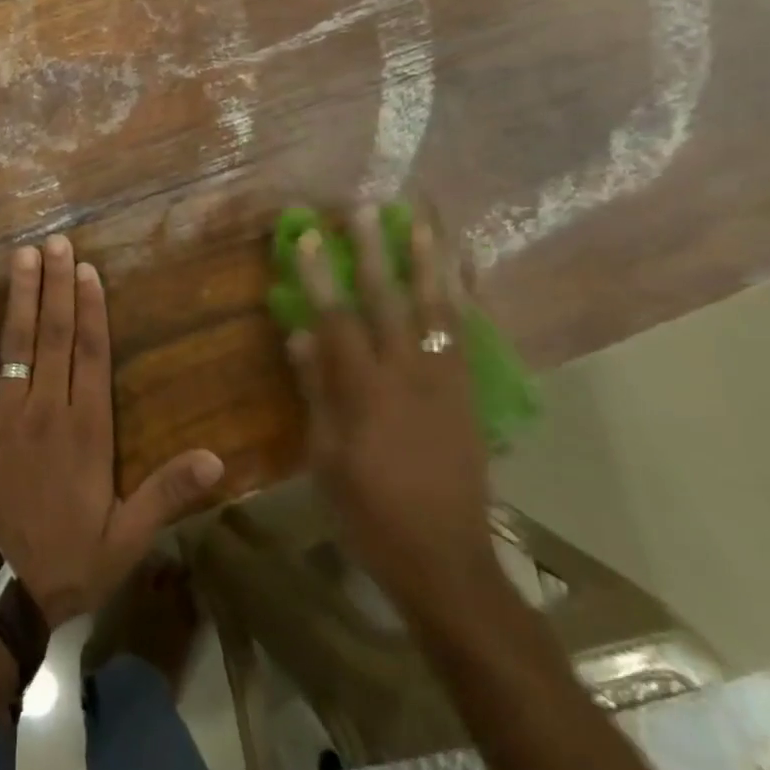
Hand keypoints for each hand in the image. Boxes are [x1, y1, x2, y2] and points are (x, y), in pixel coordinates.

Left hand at [0, 235, 224, 627]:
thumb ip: (167, 493)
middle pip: (55, 334)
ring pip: (15, 341)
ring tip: (24, 255)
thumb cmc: (65, 562)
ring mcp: (3, 412)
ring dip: (21, 295)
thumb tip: (218, 461)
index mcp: (86, 430)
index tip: (88, 269)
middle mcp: (46, 408)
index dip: (92, 308)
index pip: (92, 354)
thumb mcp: (127, 538)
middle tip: (56, 242)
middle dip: (57, 285)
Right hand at [286, 203, 496, 608]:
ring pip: (438, 308)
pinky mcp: (469, 393)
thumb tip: (299, 333)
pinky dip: (467, 297)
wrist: (447, 560)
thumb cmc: (370, 512)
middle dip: (373, 251)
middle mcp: (409, 375)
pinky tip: (464, 270)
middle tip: (365, 208)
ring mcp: (446, 381)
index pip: (336, 319)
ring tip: (420, 219)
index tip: (306, 234)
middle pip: (389, 301)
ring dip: (428, 260)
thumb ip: (316, 389)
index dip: (318, 274)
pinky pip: (468, 334)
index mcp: (365, 392)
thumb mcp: (326, 456)